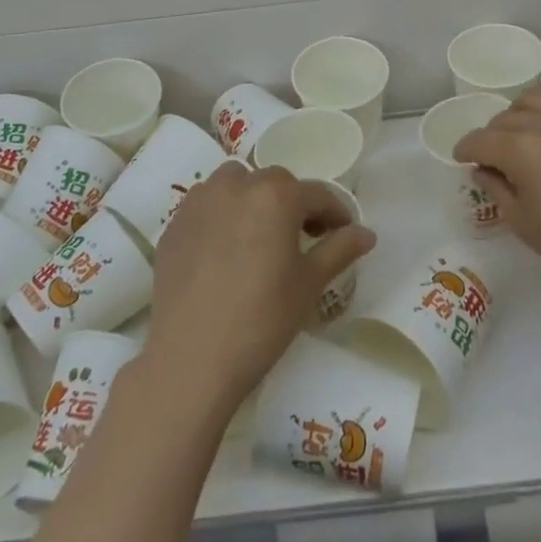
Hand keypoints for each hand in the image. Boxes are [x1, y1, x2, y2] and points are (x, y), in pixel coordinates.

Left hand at [146, 163, 375, 413]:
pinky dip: (220, 216)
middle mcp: (236, 185)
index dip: (335, 214)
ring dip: (252, 200)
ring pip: (234, 184)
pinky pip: (205, 206)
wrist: (192, 358)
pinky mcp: (174, 225)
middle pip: (275, 183)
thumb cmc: (262, 319)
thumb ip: (339, 249)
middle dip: (293, 204)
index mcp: (276, 195)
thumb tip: (366, 233)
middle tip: (302, 238)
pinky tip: (224, 251)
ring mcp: (199, 202)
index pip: (317, 194)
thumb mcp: (310, 284)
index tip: (343, 234)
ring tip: (258, 236)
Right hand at [454, 79, 540, 306]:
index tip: (463, 160)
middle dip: (492, 138)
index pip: (479, 141)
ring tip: (523, 133)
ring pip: (533, 98)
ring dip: (519, 114)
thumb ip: (496, 187)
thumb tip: (483, 169)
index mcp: (520, 150)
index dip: (465, 151)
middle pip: (504, 120)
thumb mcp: (521, 221)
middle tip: (495, 160)